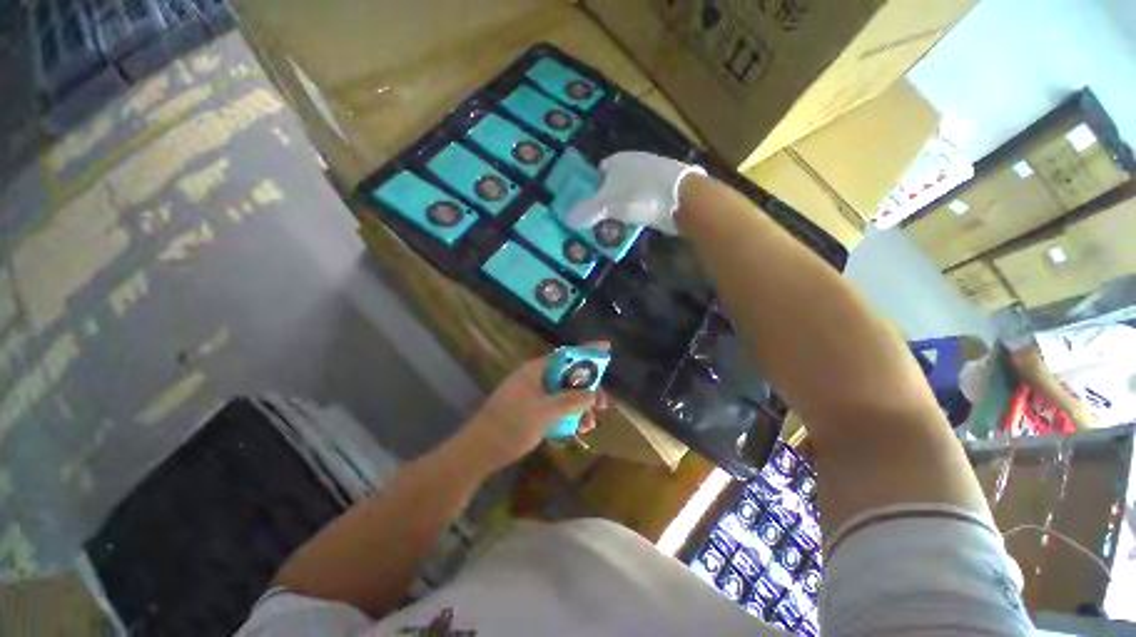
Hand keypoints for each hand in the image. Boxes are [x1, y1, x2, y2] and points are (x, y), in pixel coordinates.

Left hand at [454, 343, 609, 474]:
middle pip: (568, 377)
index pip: (565, 355)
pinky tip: (576, 431)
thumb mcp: (544, 412)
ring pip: (563, 395)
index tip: (607, 348)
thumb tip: (592, 393)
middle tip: (602, 404)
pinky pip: (555, 409)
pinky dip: (567, 417)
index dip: (586, 351)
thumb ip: (570, 401)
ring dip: (579, 408)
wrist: (480, 451)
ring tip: (590, 425)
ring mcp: (533, 396)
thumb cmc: (511, 425)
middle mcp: (536, 380)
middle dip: (587, 389)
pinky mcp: (532, 412)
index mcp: (535, 371)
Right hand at [563, 151, 705, 234]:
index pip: (599, 171)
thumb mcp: (609, 205)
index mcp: (619, 160)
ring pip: (630, 191)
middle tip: (601, 218)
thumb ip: (588, 211)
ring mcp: (652, 174)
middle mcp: (635, 162)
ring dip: (624, 206)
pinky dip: (639, 209)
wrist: (684, 198)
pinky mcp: (665, 188)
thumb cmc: (641, 195)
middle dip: (608, 199)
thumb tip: (568, 219)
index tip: (590, 206)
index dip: (592, 188)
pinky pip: (644, 199)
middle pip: (615, 182)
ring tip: (617, 224)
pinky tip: (637, 221)